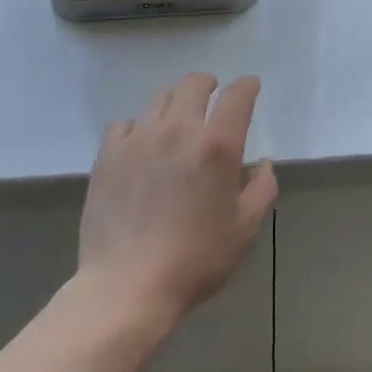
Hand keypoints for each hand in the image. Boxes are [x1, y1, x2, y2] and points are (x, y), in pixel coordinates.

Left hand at [78, 73, 276, 327]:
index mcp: (217, 145)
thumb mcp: (245, 229)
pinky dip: (139, 126)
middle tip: (212, 96)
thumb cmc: (196, 259)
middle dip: (208, 85)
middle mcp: (178, 130)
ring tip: (178, 119)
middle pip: (194, 84)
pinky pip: (125, 123)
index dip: (247, 86)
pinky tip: (141, 145)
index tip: (250, 86)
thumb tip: (262, 164)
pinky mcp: (108, 154)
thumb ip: (262, 188)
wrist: (127, 287)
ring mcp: (139, 138)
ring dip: (176, 102)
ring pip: (160, 99)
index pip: (237, 96)